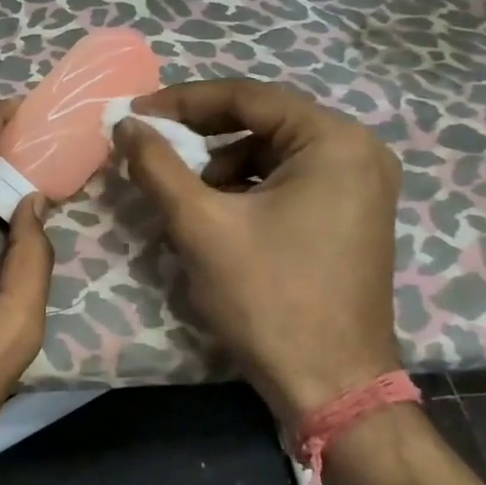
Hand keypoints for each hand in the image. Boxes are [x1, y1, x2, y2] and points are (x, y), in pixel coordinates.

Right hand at [113, 79, 401, 423]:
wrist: (331, 388)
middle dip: (200, 135)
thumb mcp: (200, 225)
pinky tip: (216, 219)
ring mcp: (360, 186)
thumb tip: (125, 123)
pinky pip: (287, 181)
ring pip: (271, 153)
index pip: (247, 96)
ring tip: (183, 198)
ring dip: (220, 167)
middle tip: (151, 145)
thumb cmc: (269, 298)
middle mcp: (357, 152)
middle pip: (262, 122)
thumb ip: (157, 165)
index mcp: (334, 141)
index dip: (183, 101)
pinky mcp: (351, 216)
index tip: (135, 112)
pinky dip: (245, 190)